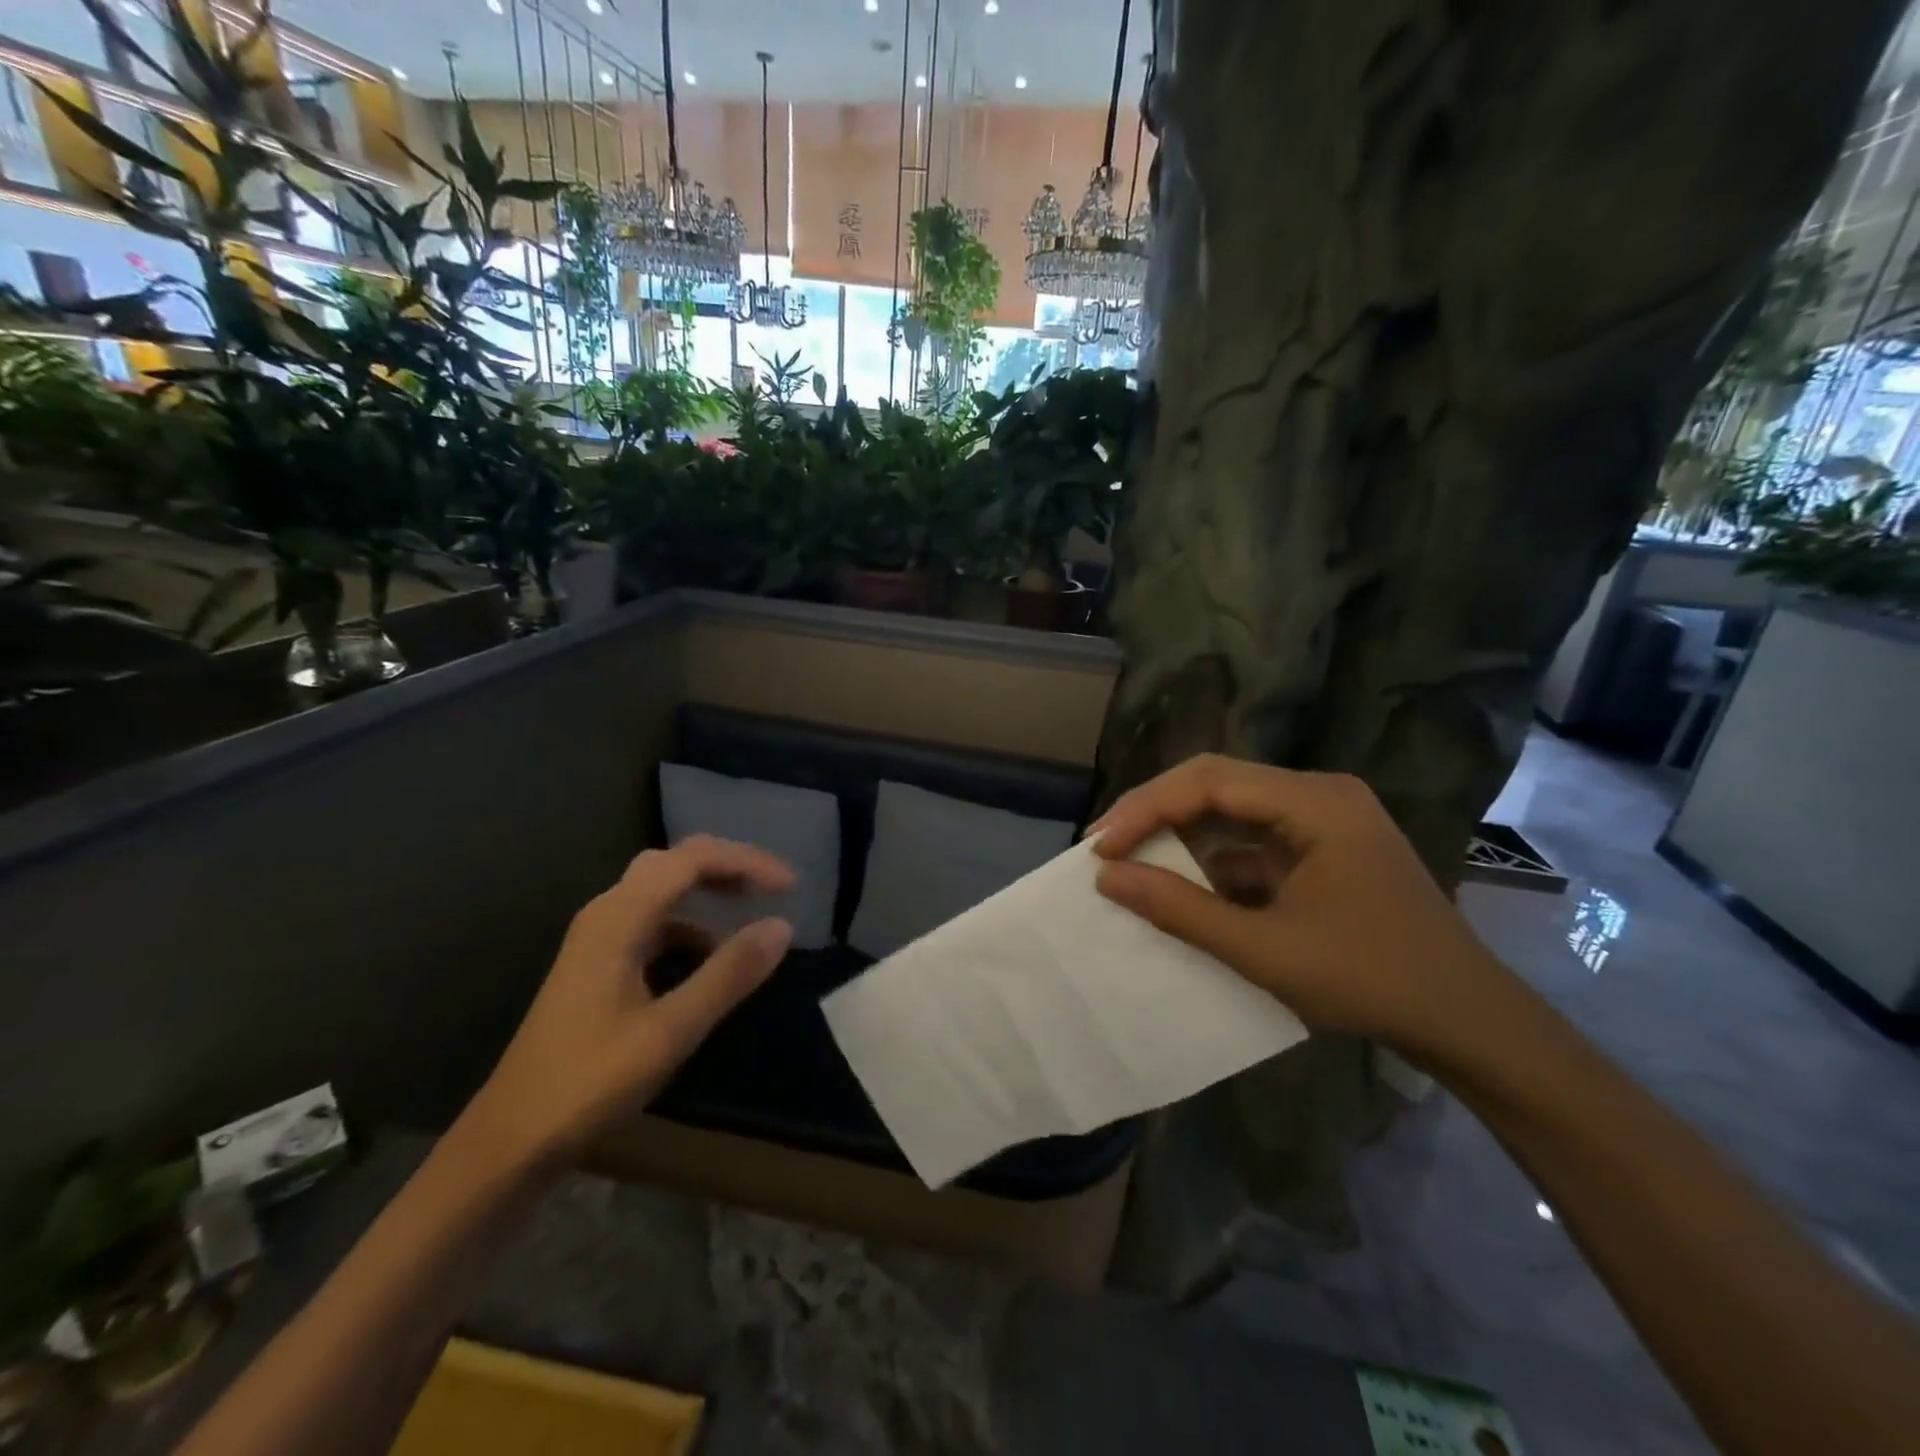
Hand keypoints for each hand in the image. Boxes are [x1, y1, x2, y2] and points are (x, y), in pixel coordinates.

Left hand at [471, 835, 795, 1162]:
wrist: (509, 1140)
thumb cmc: (588, 1082)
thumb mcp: (671, 1031)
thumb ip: (729, 974)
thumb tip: (783, 926)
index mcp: (619, 917)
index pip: (693, 860)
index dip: (747, 862)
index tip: (791, 887)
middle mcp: (606, 913)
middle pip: (675, 863)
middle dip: (728, 866)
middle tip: (773, 889)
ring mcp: (598, 938)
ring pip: (662, 890)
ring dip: (709, 891)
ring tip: (751, 914)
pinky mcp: (598, 963)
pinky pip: (653, 921)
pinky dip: (691, 924)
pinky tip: (710, 957)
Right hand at [1090, 754, 1514, 1058]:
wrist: (1470, 1024)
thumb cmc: (1372, 981)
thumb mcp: (1265, 951)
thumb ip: (1181, 911)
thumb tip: (1107, 877)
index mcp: (1315, 801)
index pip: (1209, 781)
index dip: (1145, 808)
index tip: (1101, 847)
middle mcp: (1318, 795)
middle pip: (1216, 786)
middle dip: (1156, 815)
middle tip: (1105, 849)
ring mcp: (1322, 823)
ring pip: (1230, 813)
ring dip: (1181, 839)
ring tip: (1131, 865)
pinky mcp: (1320, 852)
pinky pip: (1251, 844)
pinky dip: (1212, 865)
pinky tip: (1182, 891)